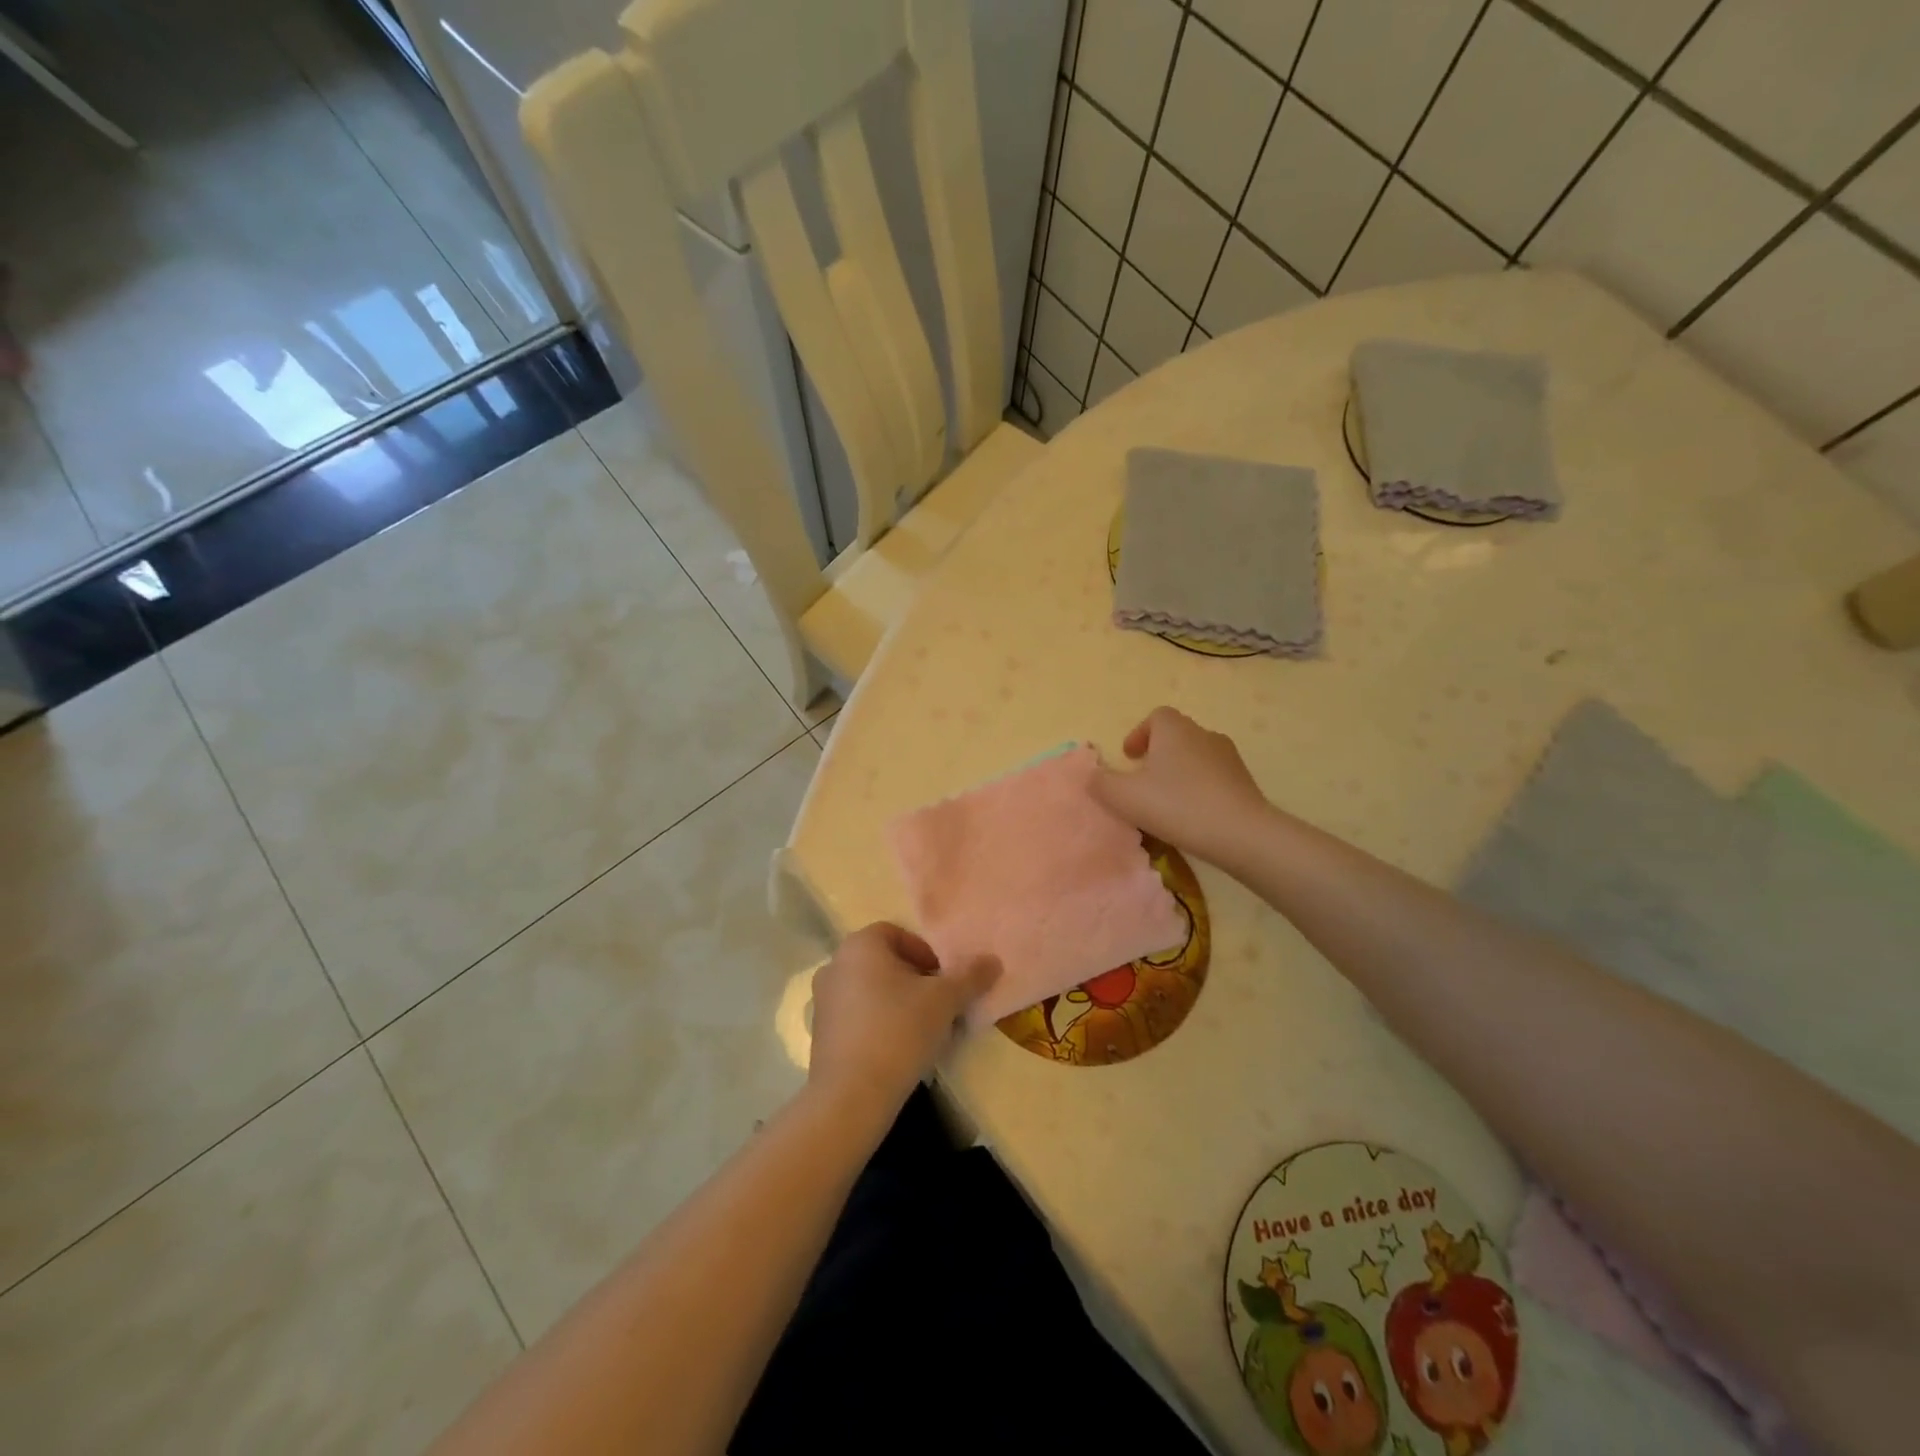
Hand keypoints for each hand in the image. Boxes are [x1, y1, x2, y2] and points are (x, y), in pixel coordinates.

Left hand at [807, 924, 999, 1118]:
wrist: (851, 1095)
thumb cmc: (899, 1030)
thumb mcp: (945, 1000)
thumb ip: (970, 977)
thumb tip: (993, 961)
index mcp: (860, 945)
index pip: (897, 934)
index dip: (925, 953)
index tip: (943, 981)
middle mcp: (835, 964)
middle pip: (884, 962)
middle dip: (914, 979)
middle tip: (938, 1005)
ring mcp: (823, 1000)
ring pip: (871, 990)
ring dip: (897, 1003)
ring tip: (922, 1030)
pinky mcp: (819, 1033)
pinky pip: (857, 1017)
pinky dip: (878, 1024)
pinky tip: (898, 1050)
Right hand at [1092, 707, 1270, 868]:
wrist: (1241, 833)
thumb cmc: (1177, 806)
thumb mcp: (1124, 797)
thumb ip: (1100, 783)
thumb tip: (1092, 775)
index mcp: (1174, 730)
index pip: (1156, 717)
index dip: (1139, 734)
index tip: (1130, 758)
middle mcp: (1203, 734)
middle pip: (1176, 735)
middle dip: (1158, 753)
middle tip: (1143, 781)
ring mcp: (1228, 757)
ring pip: (1196, 756)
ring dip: (1179, 772)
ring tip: (1167, 800)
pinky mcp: (1244, 781)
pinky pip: (1213, 777)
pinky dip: (1199, 788)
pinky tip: (1192, 814)